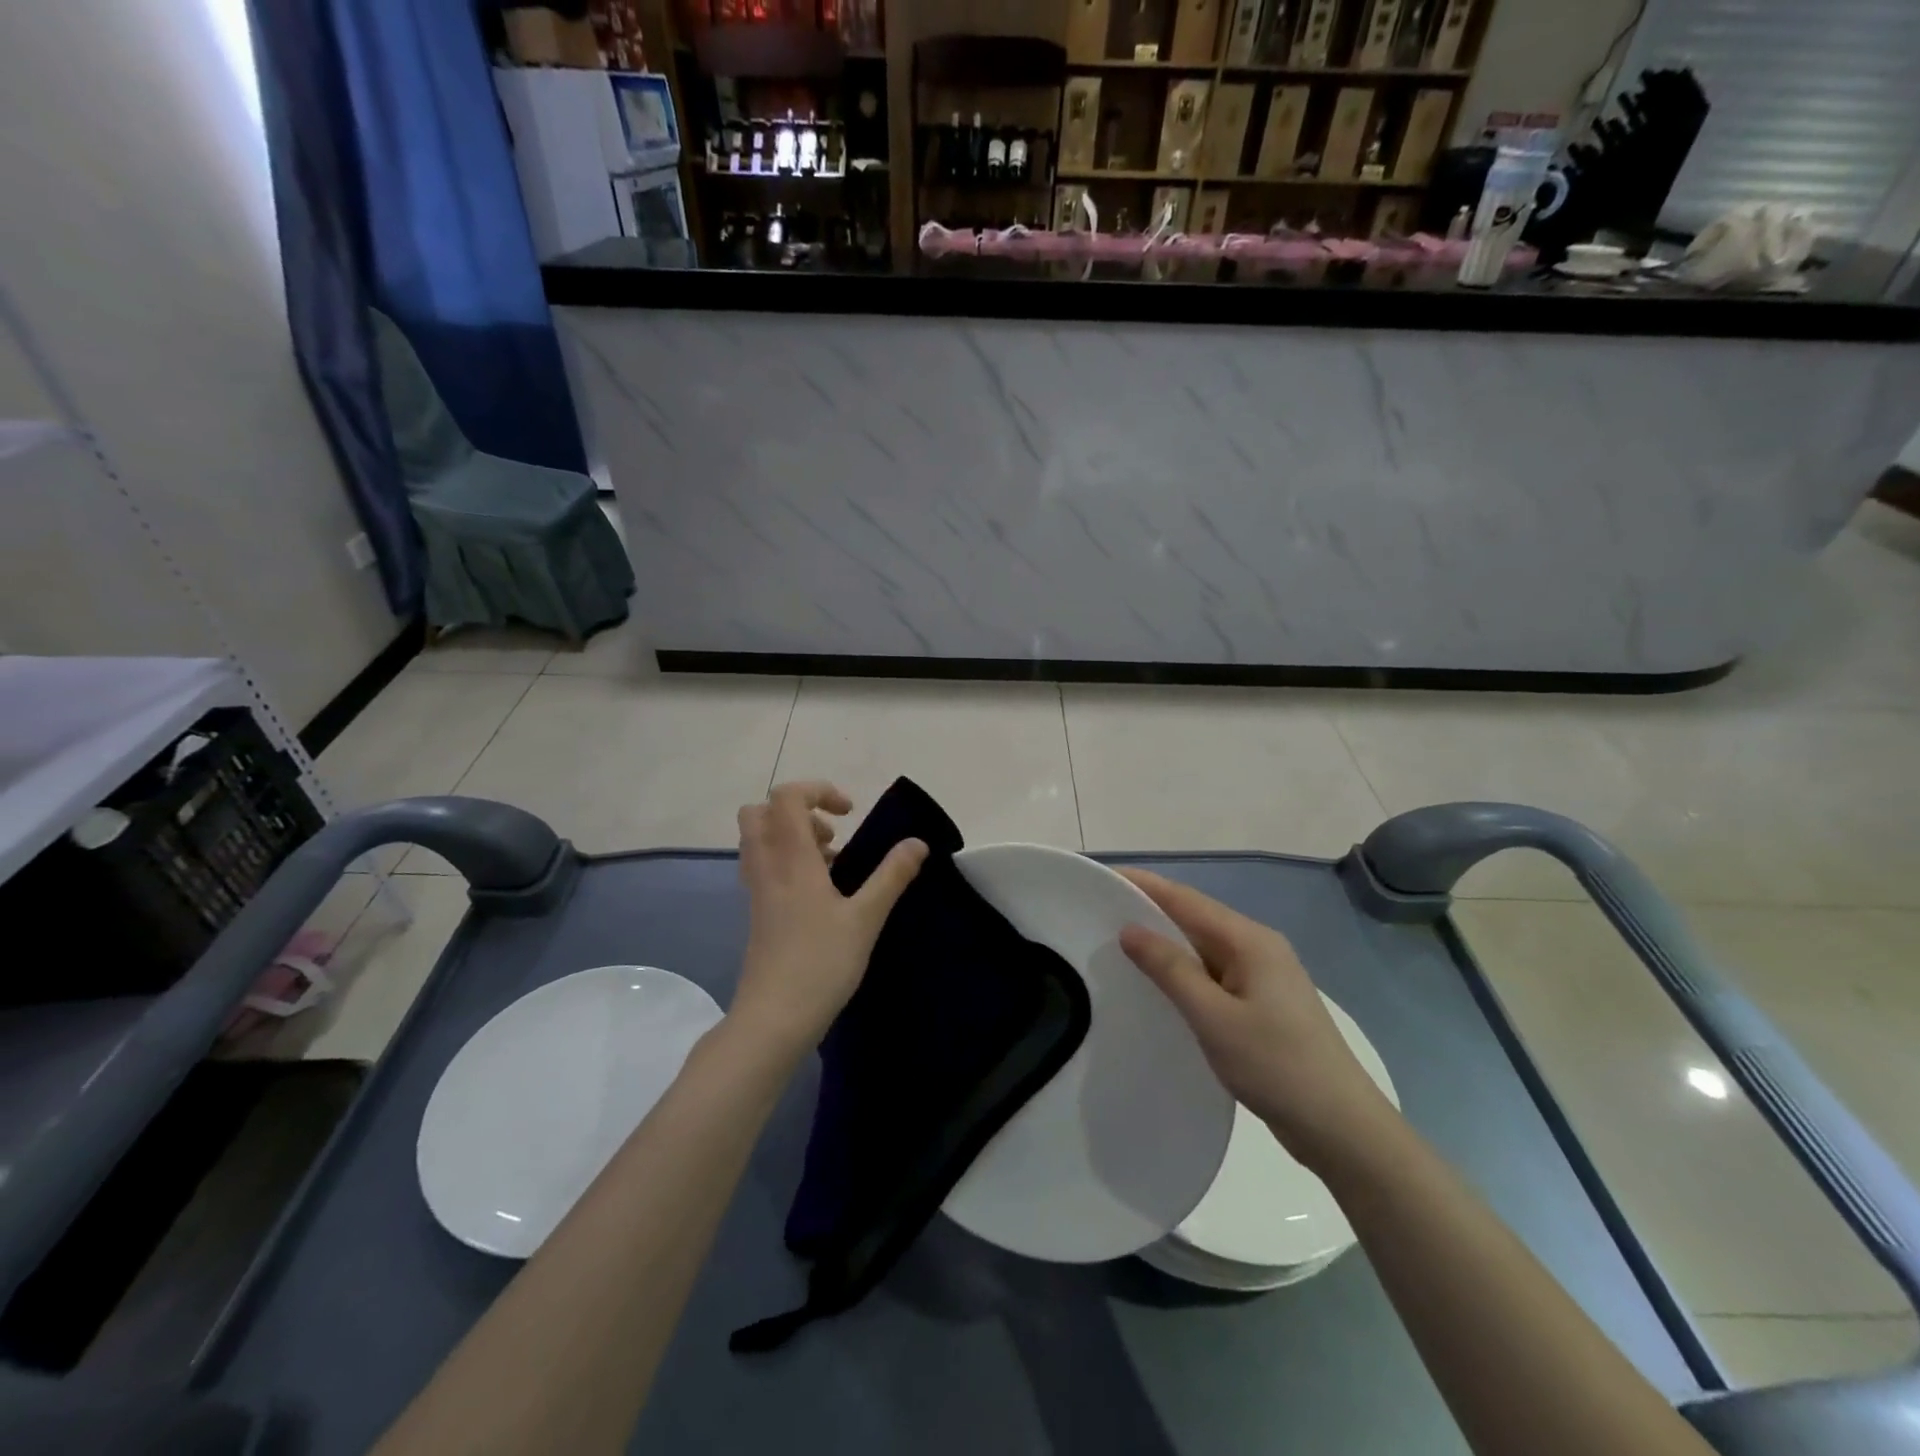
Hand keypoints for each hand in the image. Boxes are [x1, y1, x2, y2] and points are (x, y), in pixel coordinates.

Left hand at [732, 781, 926, 1052]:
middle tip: (832, 834)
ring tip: (831, 862)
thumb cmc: (821, 964)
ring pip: (759, 840)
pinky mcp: (758, 913)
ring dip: (792, 836)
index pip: (786, 797)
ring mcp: (758, 891)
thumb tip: (917, 843)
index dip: (818, 790)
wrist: (773, 1019)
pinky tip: (819, 892)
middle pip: (759, 812)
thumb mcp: (866, 918)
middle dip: (797, 810)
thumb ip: (892, 876)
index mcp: (791, 859)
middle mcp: (767, 867)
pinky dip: (787, 861)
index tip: (849, 814)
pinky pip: (764, 866)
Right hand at [1118, 869, 1397, 1170]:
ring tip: (1118, 945)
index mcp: (1249, 940)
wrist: (1341, 1128)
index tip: (1103, 877)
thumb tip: (1130, 929)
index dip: (1143, 885)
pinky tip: (1159, 985)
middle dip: (1149, 910)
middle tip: (1099, 913)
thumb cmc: (1275, 1066)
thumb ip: (1170, 969)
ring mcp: (1264, 975)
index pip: (1185, 899)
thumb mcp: (1213, 1017)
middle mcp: (1258, 947)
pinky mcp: (1263, 1003)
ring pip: (1203, 947)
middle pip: (1195, 917)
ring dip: (1165, 943)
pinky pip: (1213, 973)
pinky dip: (1183, 971)